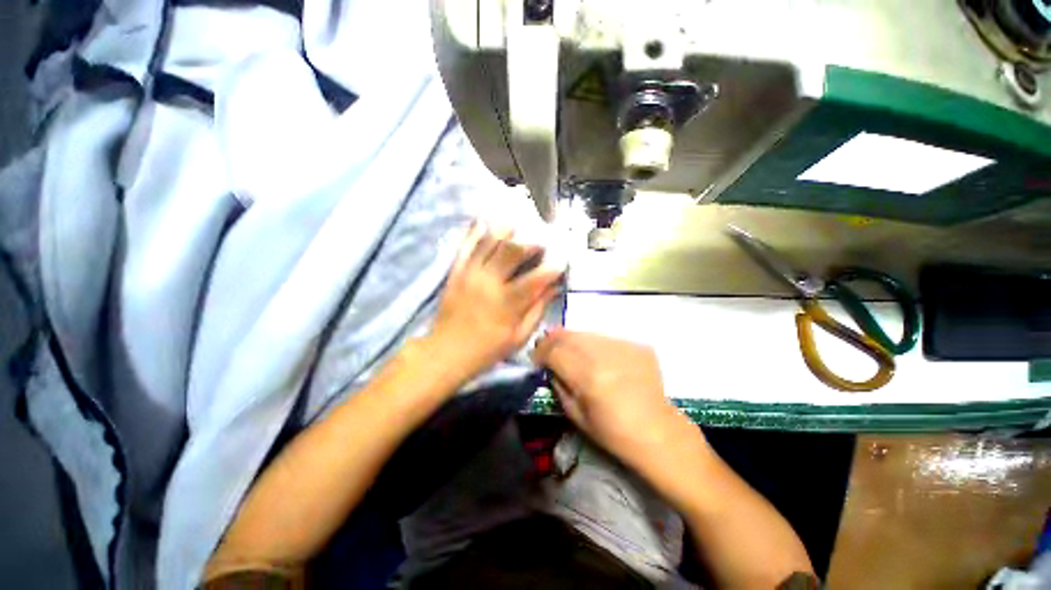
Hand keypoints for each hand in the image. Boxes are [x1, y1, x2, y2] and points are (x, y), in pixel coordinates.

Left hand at [431, 222, 561, 378]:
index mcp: (508, 303)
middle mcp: (489, 283)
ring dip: (505, 231)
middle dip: (530, 243)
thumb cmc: (487, 350)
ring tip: (516, 227)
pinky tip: (484, 222)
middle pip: (512, 251)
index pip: (536, 278)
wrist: (446, 352)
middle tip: (540, 243)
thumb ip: (537, 311)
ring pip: (489, 242)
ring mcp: (470, 274)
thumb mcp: (518, 337)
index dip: (552, 268)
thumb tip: (553, 289)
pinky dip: (475, 232)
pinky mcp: (455, 272)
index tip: (561, 263)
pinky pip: (465, 246)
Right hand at [532, 329, 702, 475]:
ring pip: (587, 333)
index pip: (554, 350)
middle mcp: (605, 355)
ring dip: (573, 340)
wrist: (659, 433)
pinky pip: (606, 338)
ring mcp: (624, 347)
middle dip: (553, 339)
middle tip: (548, 348)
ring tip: (570, 350)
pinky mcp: (637, 345)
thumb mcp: (576, 415)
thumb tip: (549, 365)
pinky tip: (597, 356)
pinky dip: (595, 344)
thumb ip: (558, 384)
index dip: (540, 352)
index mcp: (588, 377)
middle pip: (569, 335)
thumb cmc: (614, 433)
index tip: (537, 359)